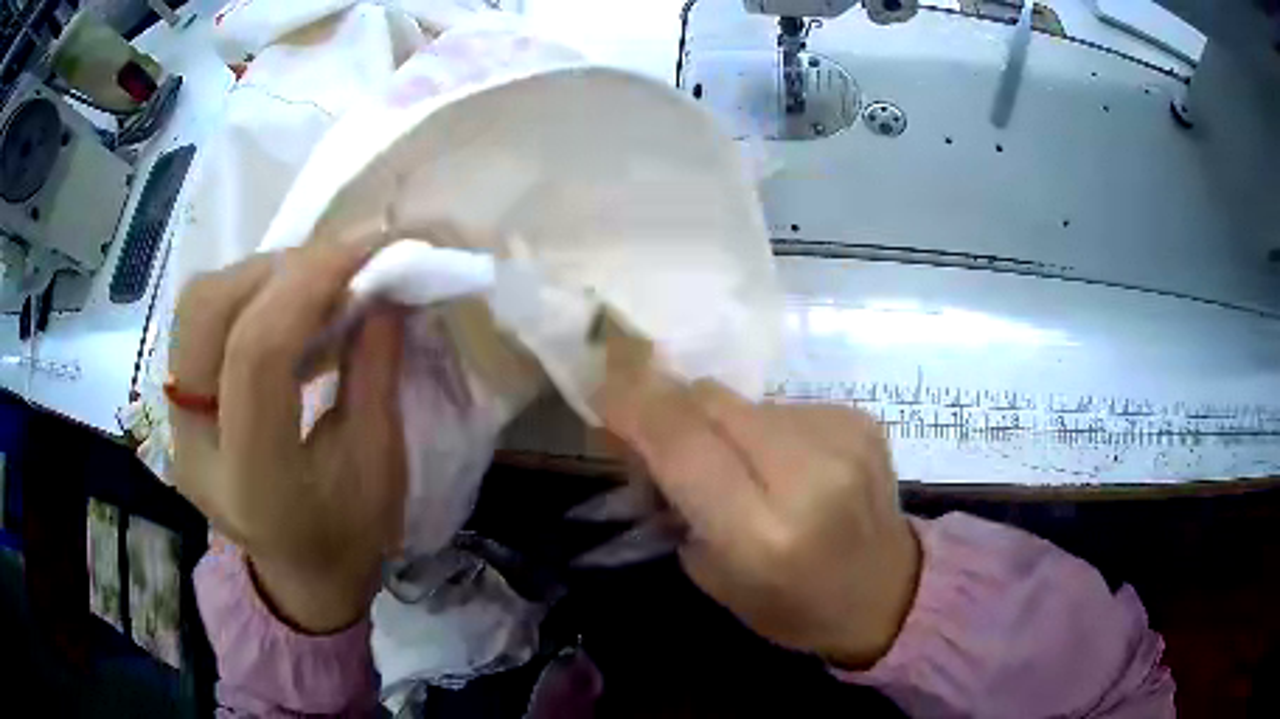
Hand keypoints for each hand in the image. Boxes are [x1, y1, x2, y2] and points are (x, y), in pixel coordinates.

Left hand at [170, 241, 405, 632]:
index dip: (307, 284)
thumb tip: (380, 287)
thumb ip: (374, 372)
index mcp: (254, 482)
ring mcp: (175, 427)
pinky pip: (197, 324)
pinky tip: (282, 308)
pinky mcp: (175, 410)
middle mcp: (196, 449)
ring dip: (256, 275)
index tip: (363, 249)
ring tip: (309, 283)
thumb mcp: (379, 464)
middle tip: (333, 265)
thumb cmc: (349, 534)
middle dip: (274, 268)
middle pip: (207, 315)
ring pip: (194, 308)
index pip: (256, 357)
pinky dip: (242, 295)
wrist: (298, 573)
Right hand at [598, 351, 920, 667]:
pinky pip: (783, 406)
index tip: (604, 391)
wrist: (886, 591)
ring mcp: (842, 439)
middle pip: (711, 403)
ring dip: (721, 423)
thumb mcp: (710, 572)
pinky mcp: (860, 420)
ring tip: (735, 462)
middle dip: (671, 407)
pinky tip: (782, 463)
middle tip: (658, 431)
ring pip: (744, 401)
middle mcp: (808, 476)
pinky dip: (765, 428)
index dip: (636, 408)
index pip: (684, 445)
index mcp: (762, 533)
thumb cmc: (789, 604)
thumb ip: (671, 500)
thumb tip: (639, 435)